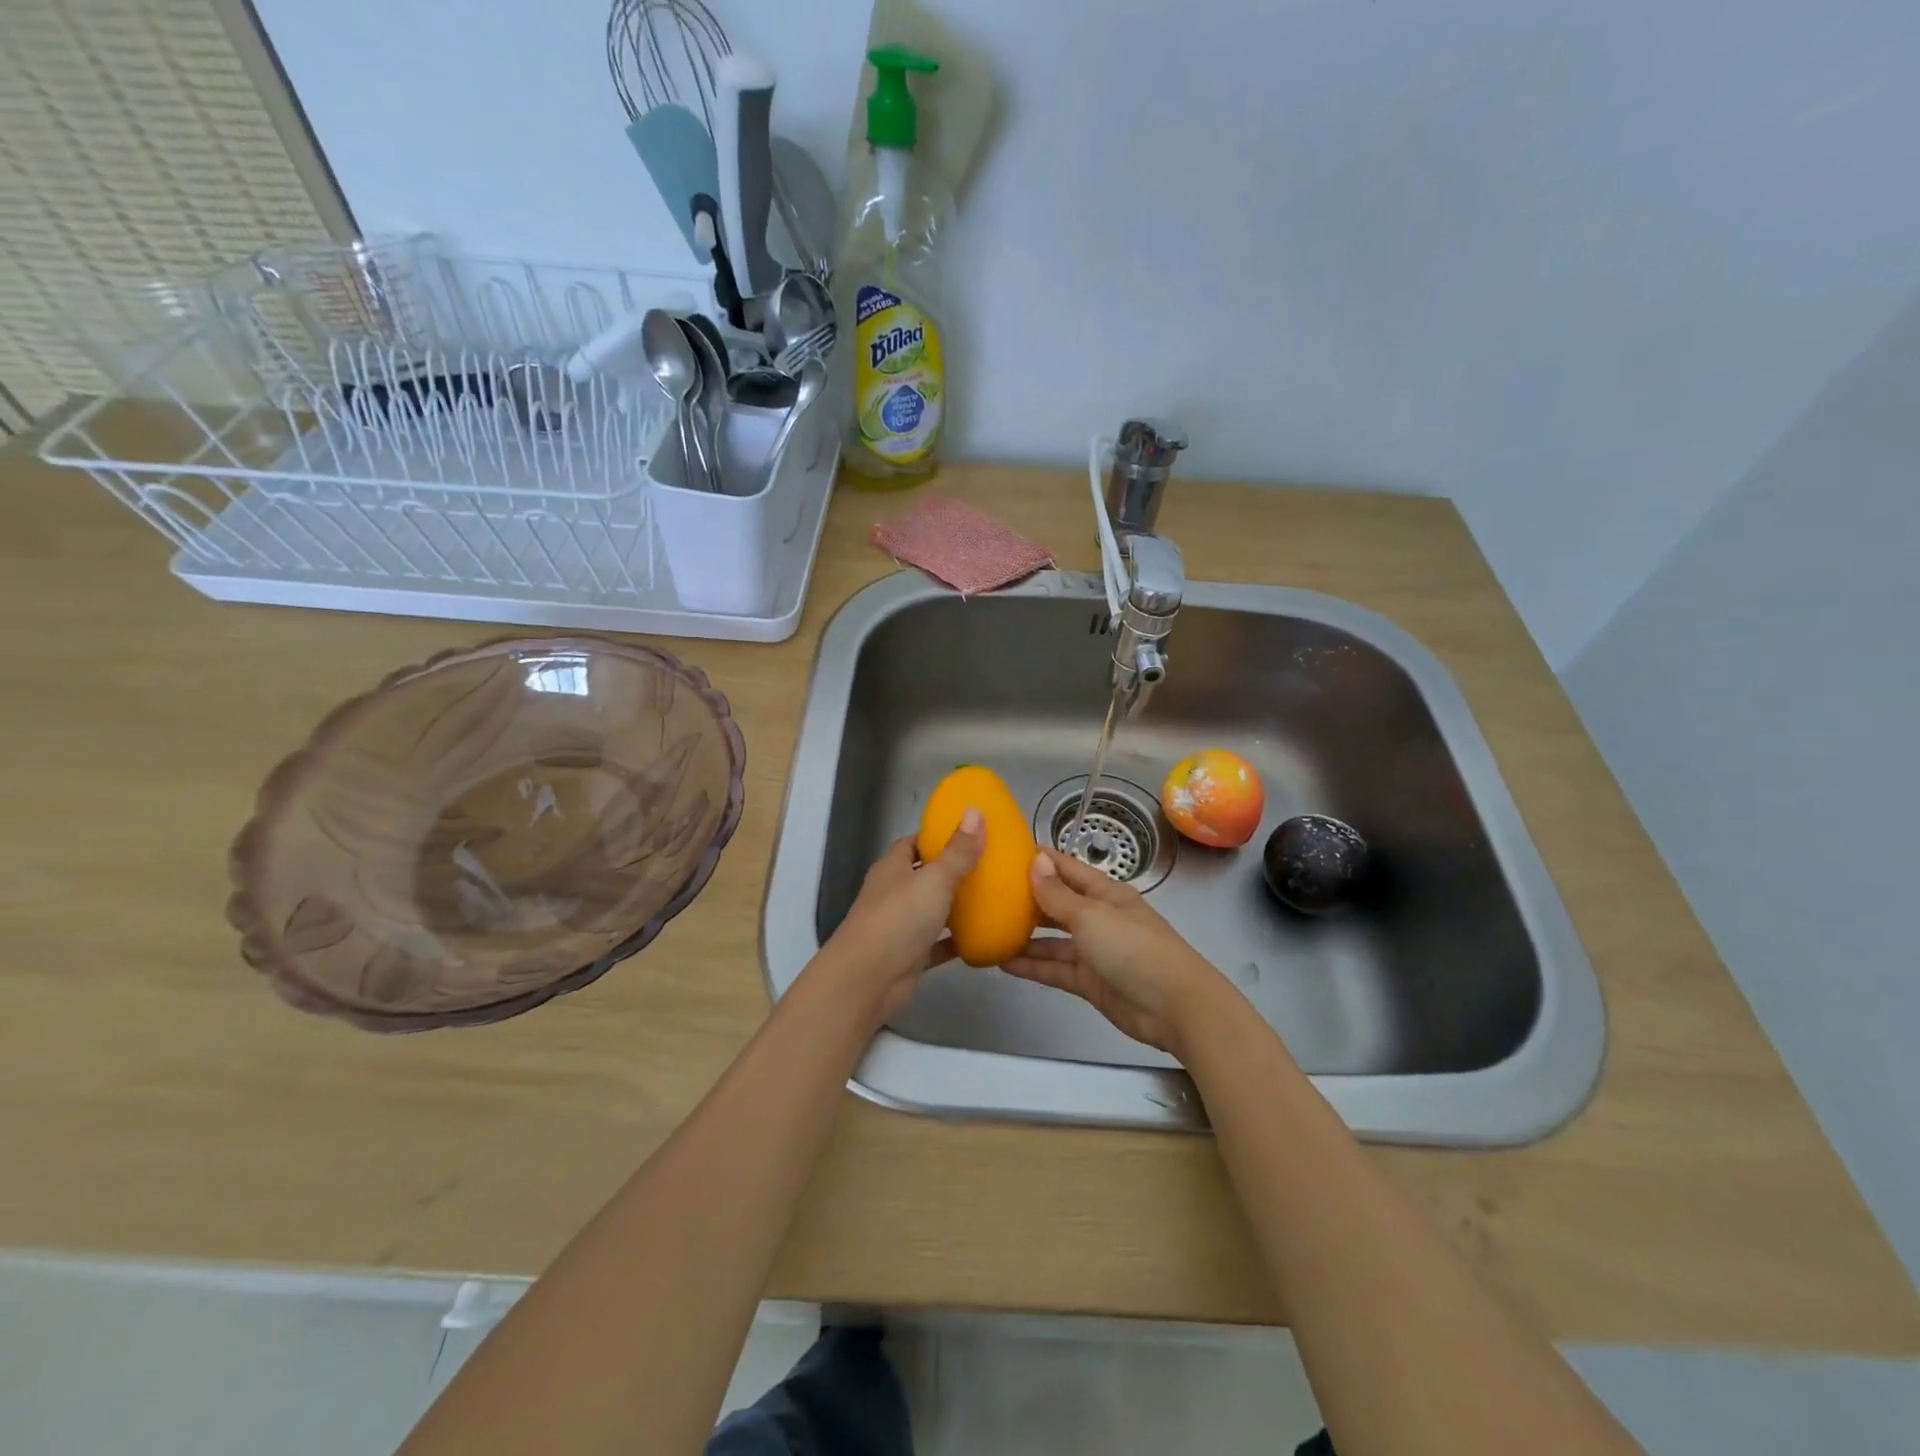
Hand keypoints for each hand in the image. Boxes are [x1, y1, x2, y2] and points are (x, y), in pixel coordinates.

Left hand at [816, 810, 984, 1019]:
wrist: (867, 980)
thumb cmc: (898, 919)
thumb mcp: (934, 879)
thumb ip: (957, 851)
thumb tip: (974, 811)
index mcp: (892, 868)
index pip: (913, 843)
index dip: (936, 837)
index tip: (968, 833)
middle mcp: (893, 893)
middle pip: (924, 876)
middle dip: (952, 870)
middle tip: (989, 864)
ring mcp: (900, 927)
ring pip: (932, 910)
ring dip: (956, 906)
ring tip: (993, 896)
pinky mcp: (910, 956)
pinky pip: (938, 944)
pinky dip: (957, 940)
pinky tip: (984, 936)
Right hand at [1002, 848, 1226, 1057]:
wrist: (1174, 1007)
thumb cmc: (1134, 948)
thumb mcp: (1091, 916)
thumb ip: (1058, 895)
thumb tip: (1036, 861)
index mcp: (1105, 893)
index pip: (1068, 869)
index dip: (1040, 860)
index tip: (1006, 853)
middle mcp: (1099, 918)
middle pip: (1058, 904)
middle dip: (1027, 899)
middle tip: (988, 894)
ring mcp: (1094, 951)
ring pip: (1053, 940)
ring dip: (1025, 937)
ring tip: (988, 930)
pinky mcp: (1090, 982)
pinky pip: (1055, 969)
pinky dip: (1032, 966)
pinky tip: (1003, 963)